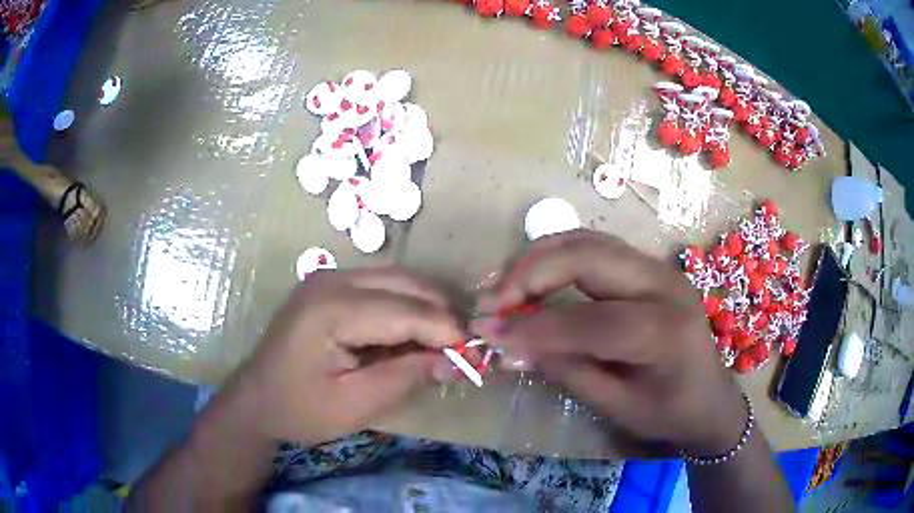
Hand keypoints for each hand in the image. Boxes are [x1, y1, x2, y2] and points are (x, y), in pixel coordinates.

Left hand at [241, 267, 462, 443]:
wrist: (257, 399)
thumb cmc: (300, 409)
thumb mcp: (355, 405)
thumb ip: (405, 378)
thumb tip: (452, 359)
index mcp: (331, 310)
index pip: (405, 310)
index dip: (445, 330)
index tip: (473, 354)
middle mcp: (331, 280)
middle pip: (405, 284)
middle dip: (441, 313)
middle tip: (463, 347)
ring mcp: (329, 277)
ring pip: (397, 279)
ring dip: (426, 306)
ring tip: (443, 341)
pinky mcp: (330, 285)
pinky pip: (381, 285)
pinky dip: (406, 305)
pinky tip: (413, 332)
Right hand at [473, 230, 746, 454]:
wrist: (710, 397)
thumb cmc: (669, 412)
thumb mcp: (617, 406)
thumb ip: (567, 371)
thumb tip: (512, 346)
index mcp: (666, 331)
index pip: (590, 321)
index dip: (534, 327)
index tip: (487, 334)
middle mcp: (665, 285)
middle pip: (588, 258)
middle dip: (529, 273)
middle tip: (490, 301)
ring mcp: (658, 268)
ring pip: (588, 241)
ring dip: (539, 258)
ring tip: (504, 287)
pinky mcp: (648, 266)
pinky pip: (595, 248)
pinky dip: (557, 257)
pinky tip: (534, 278)